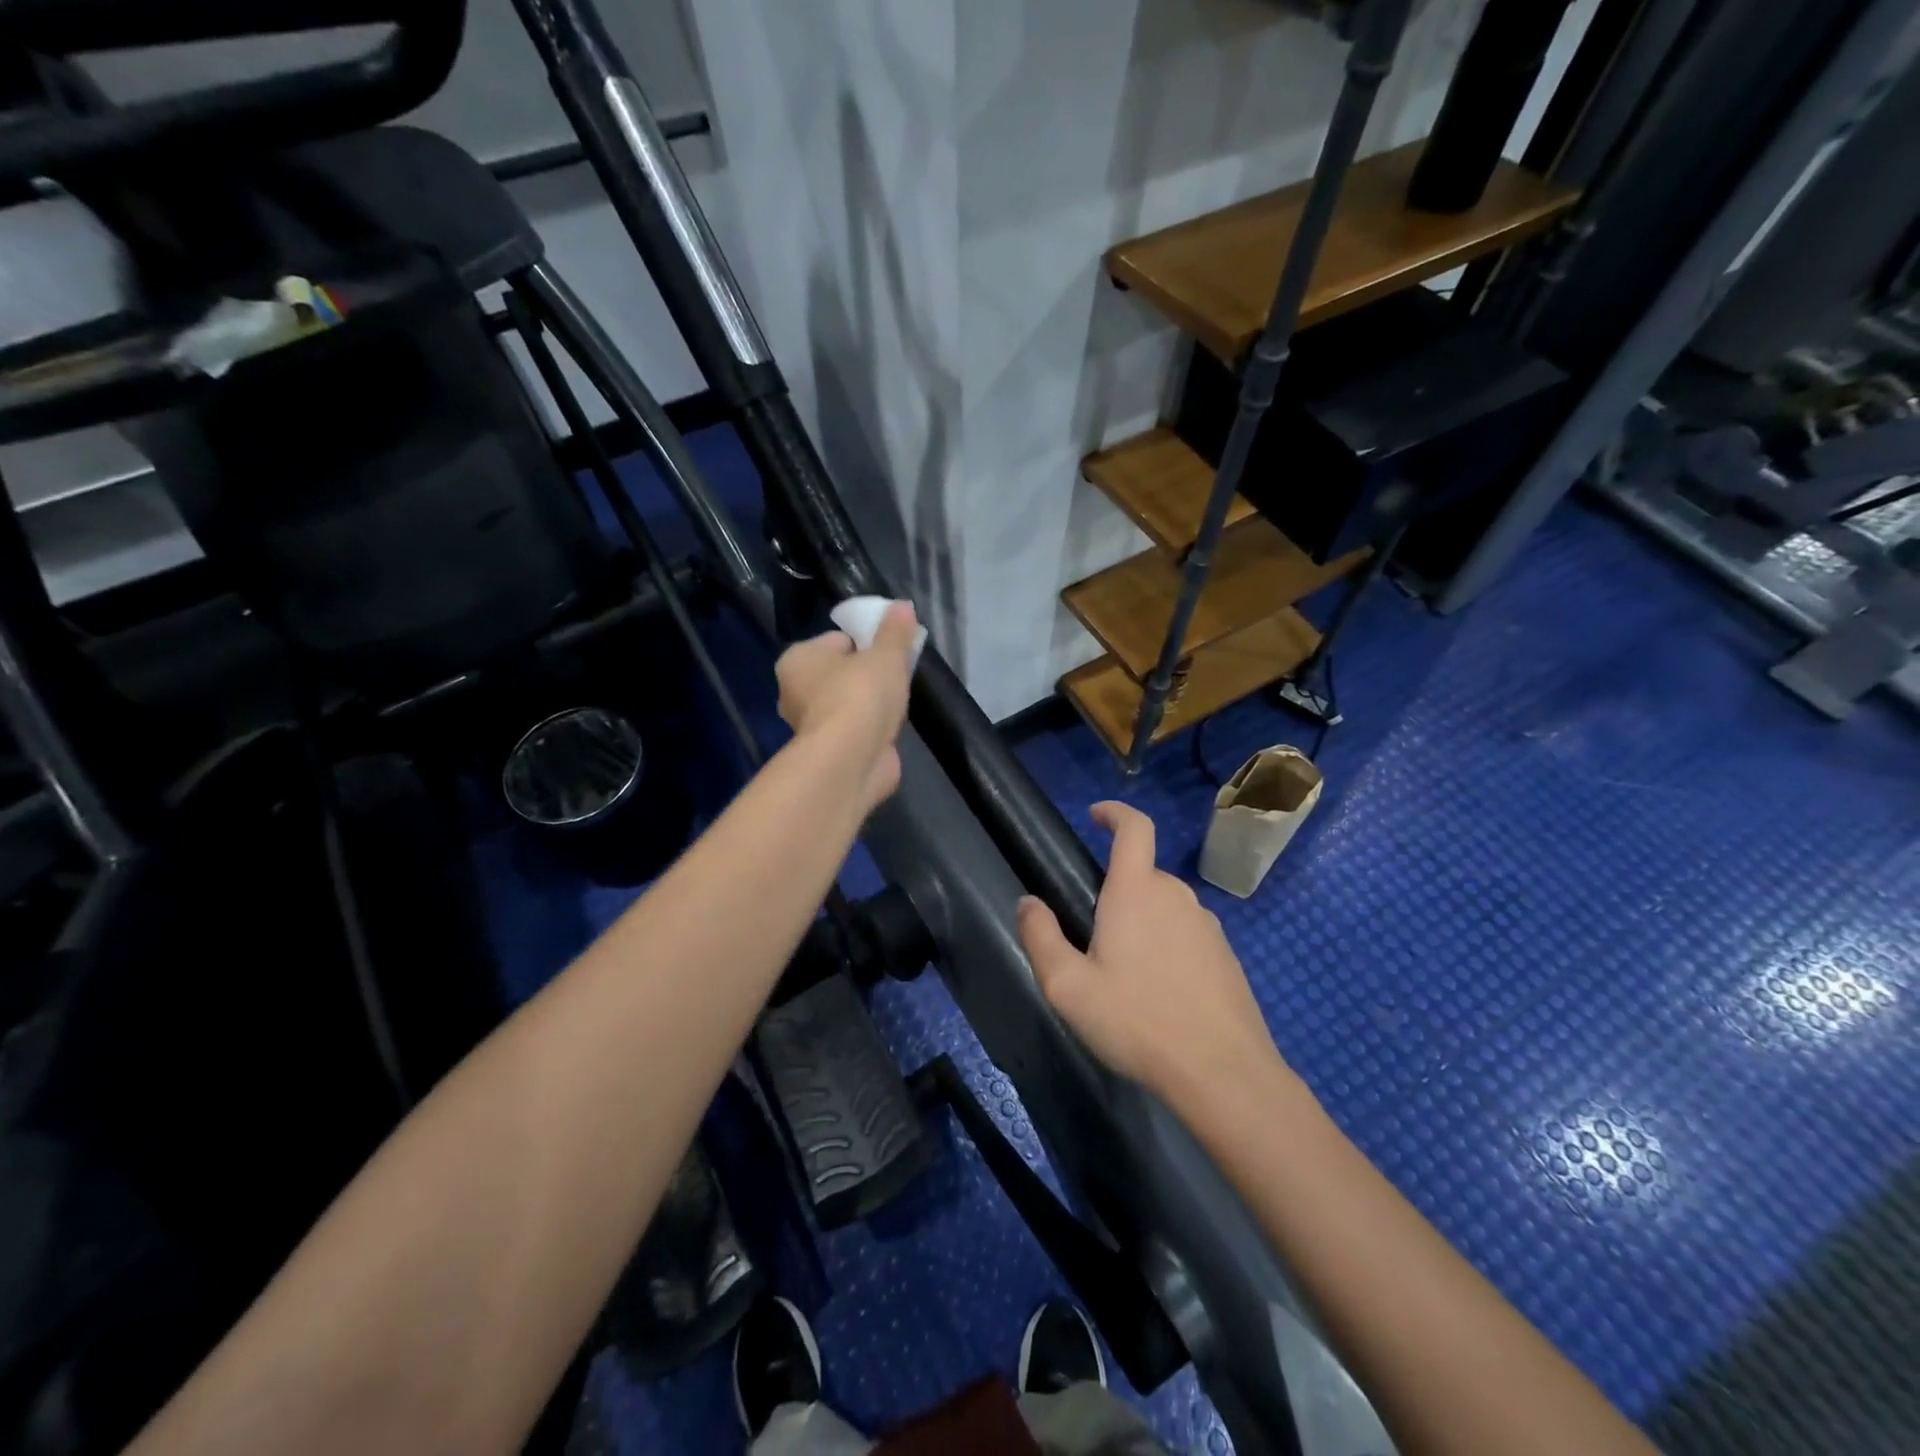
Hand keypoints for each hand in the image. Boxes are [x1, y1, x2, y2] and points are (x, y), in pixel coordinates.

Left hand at [775, 602, 917, 811]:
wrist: (852, 760)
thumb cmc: (861, 695)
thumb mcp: (886, 655)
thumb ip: (895, 631)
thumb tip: (903, 606)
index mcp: (797, 660)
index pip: (836, 641)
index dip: (866, 643)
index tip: (890, 651)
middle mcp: (795, 692)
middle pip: (840, 673)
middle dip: (867, 675)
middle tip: (896, 676)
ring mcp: (811, 726)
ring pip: (848, 704)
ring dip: (870, 705)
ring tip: (897, 704)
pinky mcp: (829, 753)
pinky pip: (855, 731)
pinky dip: (871, 730)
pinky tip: (890, 729)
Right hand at [1016, 801, 1284, 1108]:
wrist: (1223, 1073)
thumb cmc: (1137, 1022)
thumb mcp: (1069, 986)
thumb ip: (1041, 937)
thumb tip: (1028, 902)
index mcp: (1137, 891)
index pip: (1134, 828)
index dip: (1115, 813)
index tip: (1096, 815)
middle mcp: (1176, 896)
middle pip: (1143, 874)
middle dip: (1117, 891)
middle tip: (1092, 939)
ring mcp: (1207, 925)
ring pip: (1165, 907)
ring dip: (1142, 923)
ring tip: (1123, 975)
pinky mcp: (1225, 956)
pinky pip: (1186, 934)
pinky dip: (1166, 947)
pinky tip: (1158, 995)